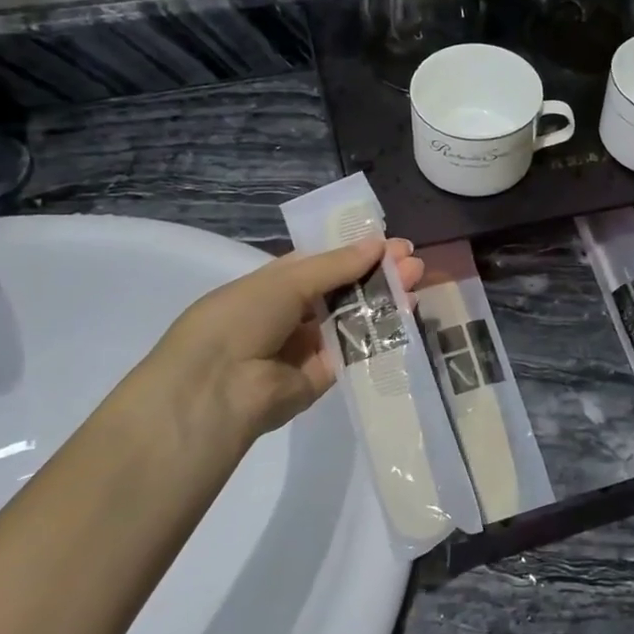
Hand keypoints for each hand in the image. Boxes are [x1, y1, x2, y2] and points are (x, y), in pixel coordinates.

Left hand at [133, 237, 423, 461]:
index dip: (356, 252)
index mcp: (273, 285)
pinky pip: (355, 351)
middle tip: (413, 262)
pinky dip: (379, 333)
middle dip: (377, 274)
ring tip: (416, 282)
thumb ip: (336, 265)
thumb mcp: (286, 281)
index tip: (392, 244)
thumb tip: (379, 244)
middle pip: (342, 290)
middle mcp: (291, 314)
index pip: (323, 264)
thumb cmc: (241, 319)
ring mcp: (308, 347)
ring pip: (352, 319)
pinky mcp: (323, 377)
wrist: (217, 389)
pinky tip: (405, 313)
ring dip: (383, 300)